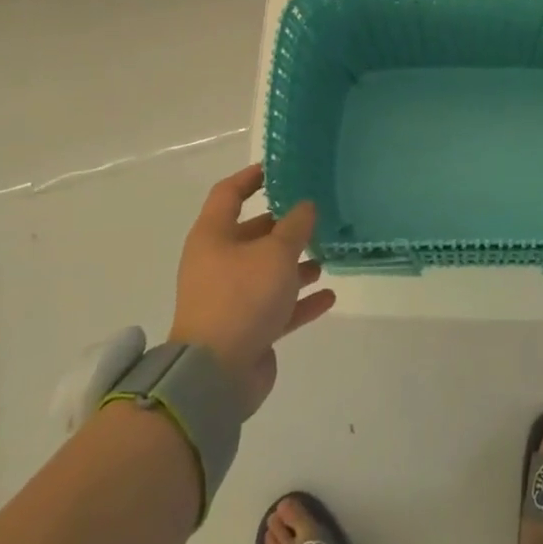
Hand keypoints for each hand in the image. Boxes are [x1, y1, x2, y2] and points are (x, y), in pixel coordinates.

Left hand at [168, 164, 333, 415]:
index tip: (278, 169)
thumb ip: (295, 226)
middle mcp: (218, 263)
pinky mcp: (246, 329)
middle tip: (317, 216)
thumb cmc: (242, 298)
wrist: (215, 374)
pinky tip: (329, 295)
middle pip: (252, 234)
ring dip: (296, 264)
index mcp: (213, 237)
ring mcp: (231, 298)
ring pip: (267, 272)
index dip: (251, 178)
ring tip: (328, 256)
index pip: (229, 194)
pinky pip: (277, 307)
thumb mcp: (275, 253)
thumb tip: (305, 206)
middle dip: (284, 226)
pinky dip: (300, 301)